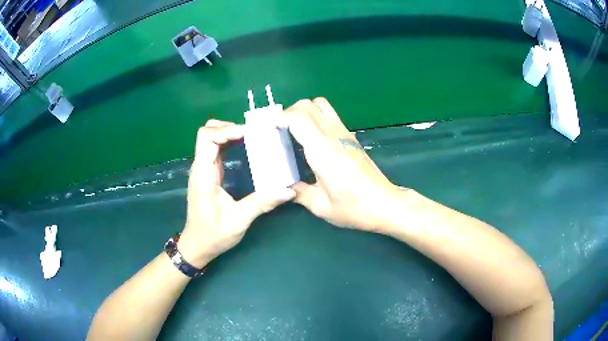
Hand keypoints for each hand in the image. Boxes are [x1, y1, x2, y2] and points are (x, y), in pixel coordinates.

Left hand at [179, 120, 295, 267]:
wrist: (198, 245)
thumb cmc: (213, 234)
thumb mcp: (239, 220)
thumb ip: (262, 203)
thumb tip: (288, 190)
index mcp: (203, 175)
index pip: (207, 138)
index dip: (227, 130)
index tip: (249, 134)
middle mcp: (200, 167)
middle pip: (208, 133)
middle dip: (229, 128)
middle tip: (253, 134)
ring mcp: (203, 169)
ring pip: (211, 139)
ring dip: (230, 133)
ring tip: (253, 136)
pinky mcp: (209, 173)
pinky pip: (216, 149)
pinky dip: (230, 142)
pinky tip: (245, 147)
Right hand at [283, 98, 398, 230]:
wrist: (385, 204)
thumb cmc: (353, 208)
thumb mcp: (320, 206)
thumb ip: (298, 193)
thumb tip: (285, 187)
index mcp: (323, 150)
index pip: (299, 117)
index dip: (281, 118)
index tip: (271, 130)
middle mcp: (334, 135)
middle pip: (308, 105)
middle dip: (289, 113)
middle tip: (280, 131)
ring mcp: (345, 133)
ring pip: (321, 105)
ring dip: (304, 111)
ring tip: (294, 130)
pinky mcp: (351, 137)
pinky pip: (330, 115)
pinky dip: (316, 117)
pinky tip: (312, 138)